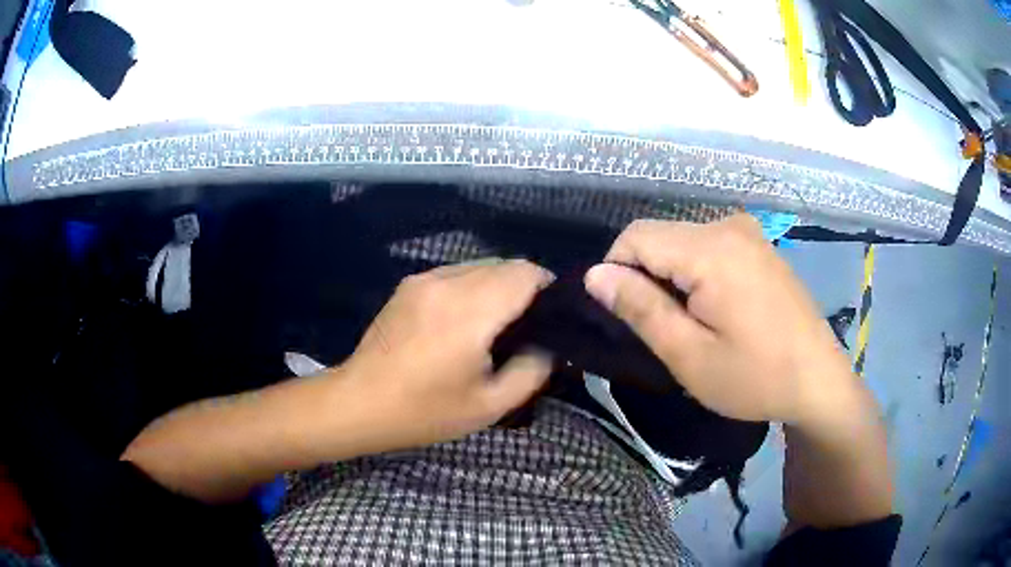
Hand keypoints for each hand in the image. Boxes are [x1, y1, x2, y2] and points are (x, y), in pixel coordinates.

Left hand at [343, 259, 553, 449]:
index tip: (554, 317)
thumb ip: (532, 370)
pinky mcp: (409, 284)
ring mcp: (424, 278)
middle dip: (525, 289)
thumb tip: (548, 345)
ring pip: (480, 266)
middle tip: (528, 328)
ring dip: (498, 287)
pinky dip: (473, 287)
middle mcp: (448, 281)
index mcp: (470, 310)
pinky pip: (456, 273)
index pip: (525, 273)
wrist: (359, 403)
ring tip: (496, 325)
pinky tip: (465, 321)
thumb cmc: (425, 411)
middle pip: (505, 265)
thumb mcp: (490, 405)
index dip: (548, 289)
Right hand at [584, 214, 858, 423]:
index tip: (630, 319)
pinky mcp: (758, 244)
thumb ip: (640, 308)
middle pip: (658, 236)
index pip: (634, 237)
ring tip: (692, 323)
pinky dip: (694, 272)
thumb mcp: (689, 355)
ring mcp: (747, 232)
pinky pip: (706, 246)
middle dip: (646, 277)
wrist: (818, 381)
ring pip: (681, 241)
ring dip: (670, 277)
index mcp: (711, 248)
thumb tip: (595, 275)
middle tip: (666, 330)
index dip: (617, 273)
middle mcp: (728, 225)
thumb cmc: (755, 377)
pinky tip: (716, 309)